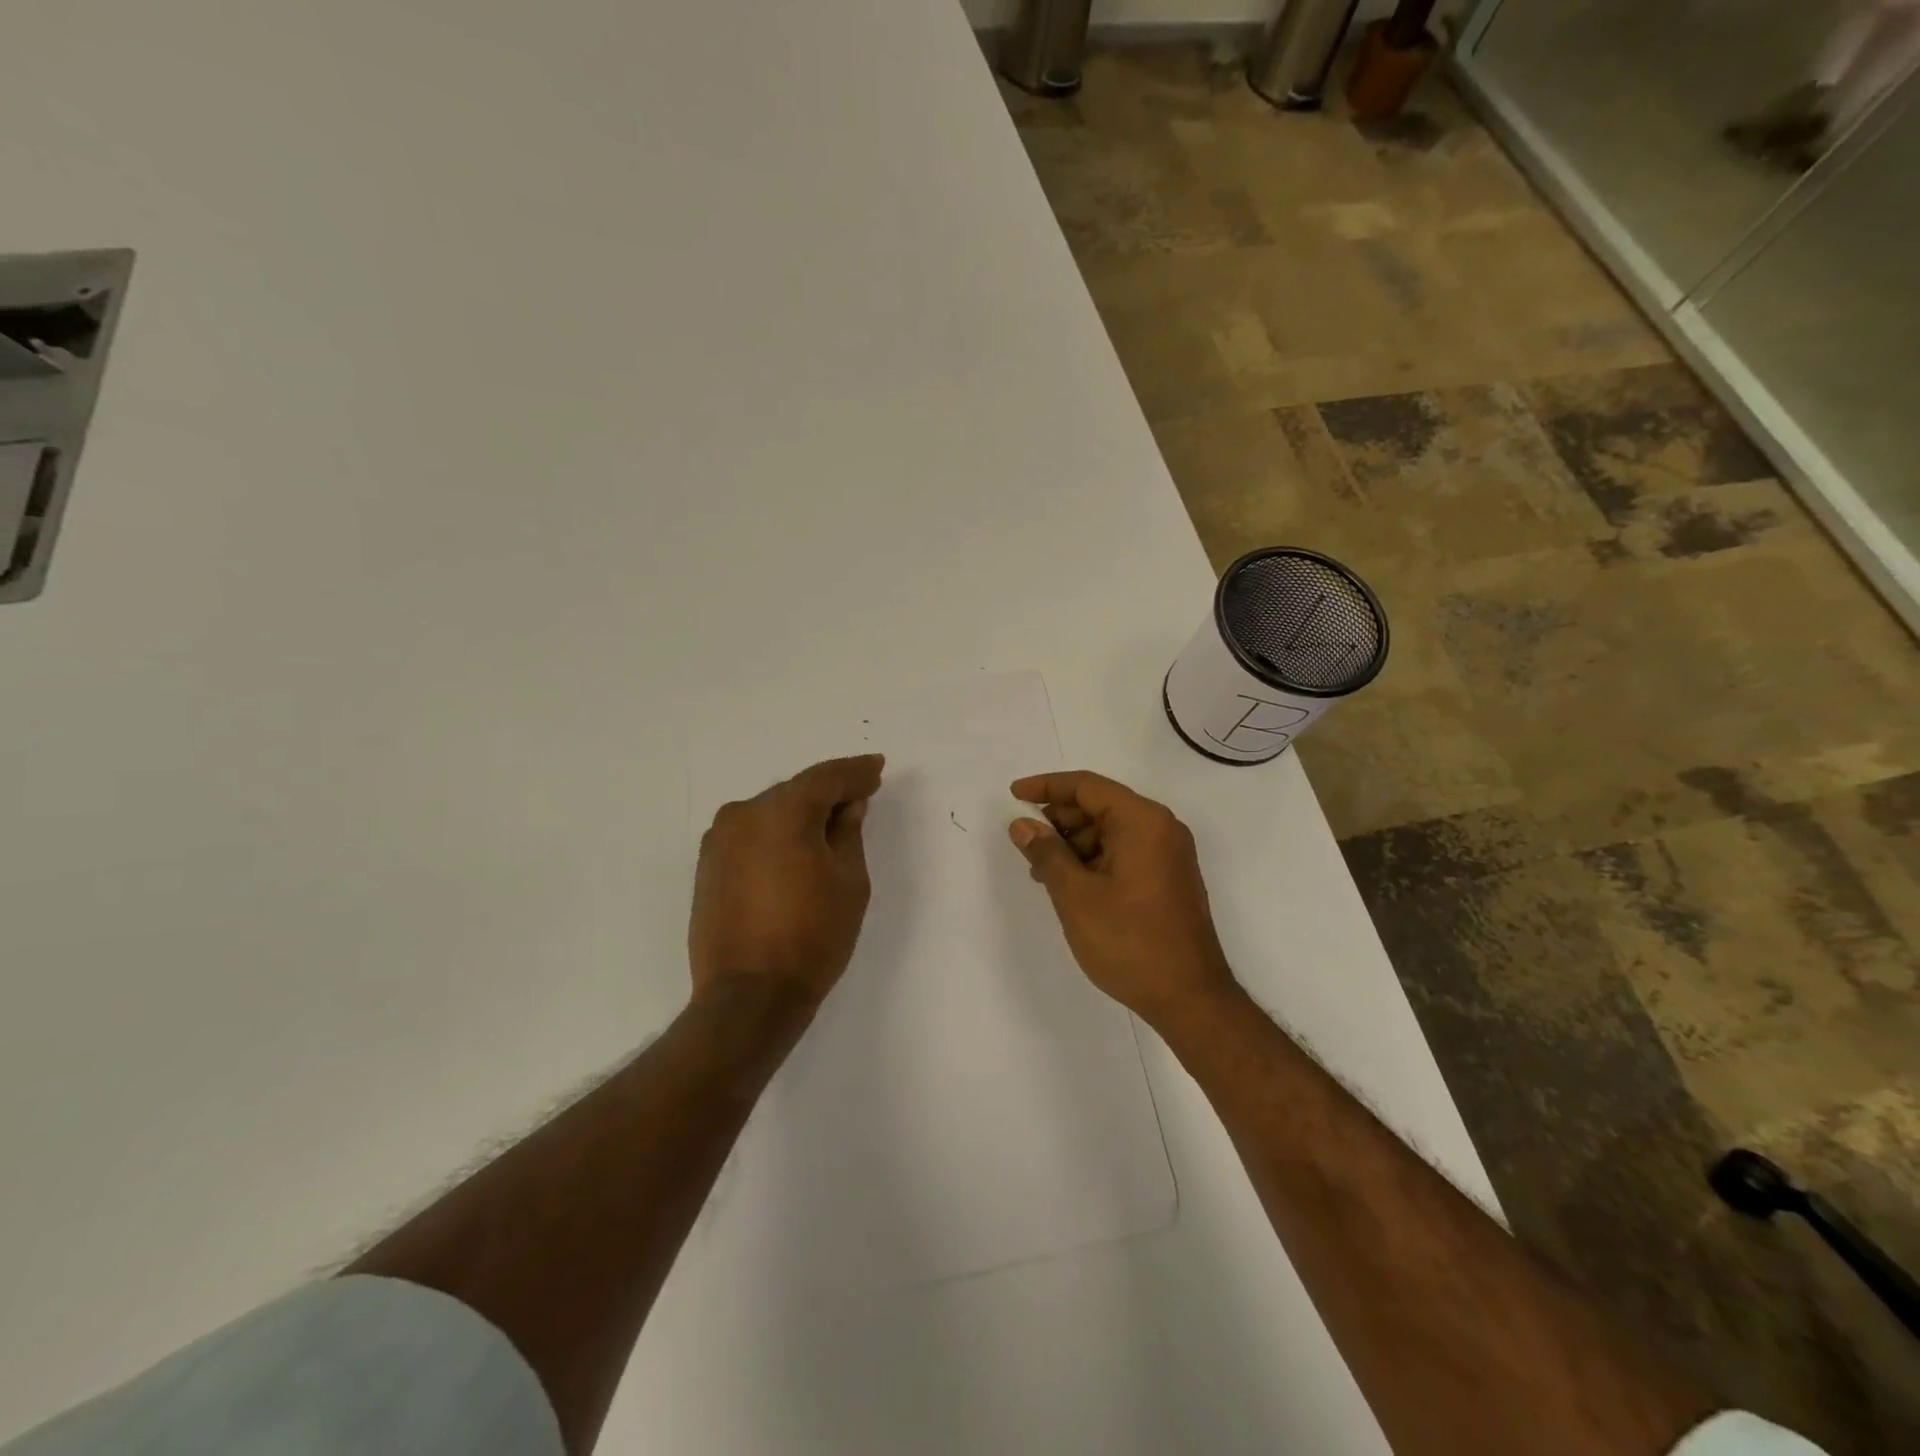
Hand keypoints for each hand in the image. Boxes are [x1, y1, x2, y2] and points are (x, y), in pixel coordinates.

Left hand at [690, 755, 884, 1009]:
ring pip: (771, 812)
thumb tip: (847, 807)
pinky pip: (752, 835)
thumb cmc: (813, 936)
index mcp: (782, 812)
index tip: (877, 768)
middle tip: (860, 796)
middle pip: (796, 792)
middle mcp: (743, 814)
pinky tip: (795, 848)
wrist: (749, 996)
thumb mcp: (849, 881)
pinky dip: (776, 834)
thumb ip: (849, 833)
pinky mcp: (708, 866)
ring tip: (830, 824)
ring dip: (800, 814)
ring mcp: (719, 840)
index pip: (826, 778)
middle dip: (829, 792)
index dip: (856, 772)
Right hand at [1008, 771, 1236, 1027]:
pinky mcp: (1167, 878)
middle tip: (1025, 844)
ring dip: (1073, 844)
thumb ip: (1046, 853)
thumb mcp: (1076, 895)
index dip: (1046, 787)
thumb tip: (1022, 824)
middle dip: (1059, 820)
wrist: (1189, 998)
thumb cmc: (1130, 941)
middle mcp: (1160, 828)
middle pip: (1100, 806)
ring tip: (1042, 872)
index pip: (1087, 786)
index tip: (1013, 795)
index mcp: (1143, 821)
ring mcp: (1168, 854)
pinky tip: (1069, 884)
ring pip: (1110, 831)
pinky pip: (1124, 852)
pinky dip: (1093, 860)